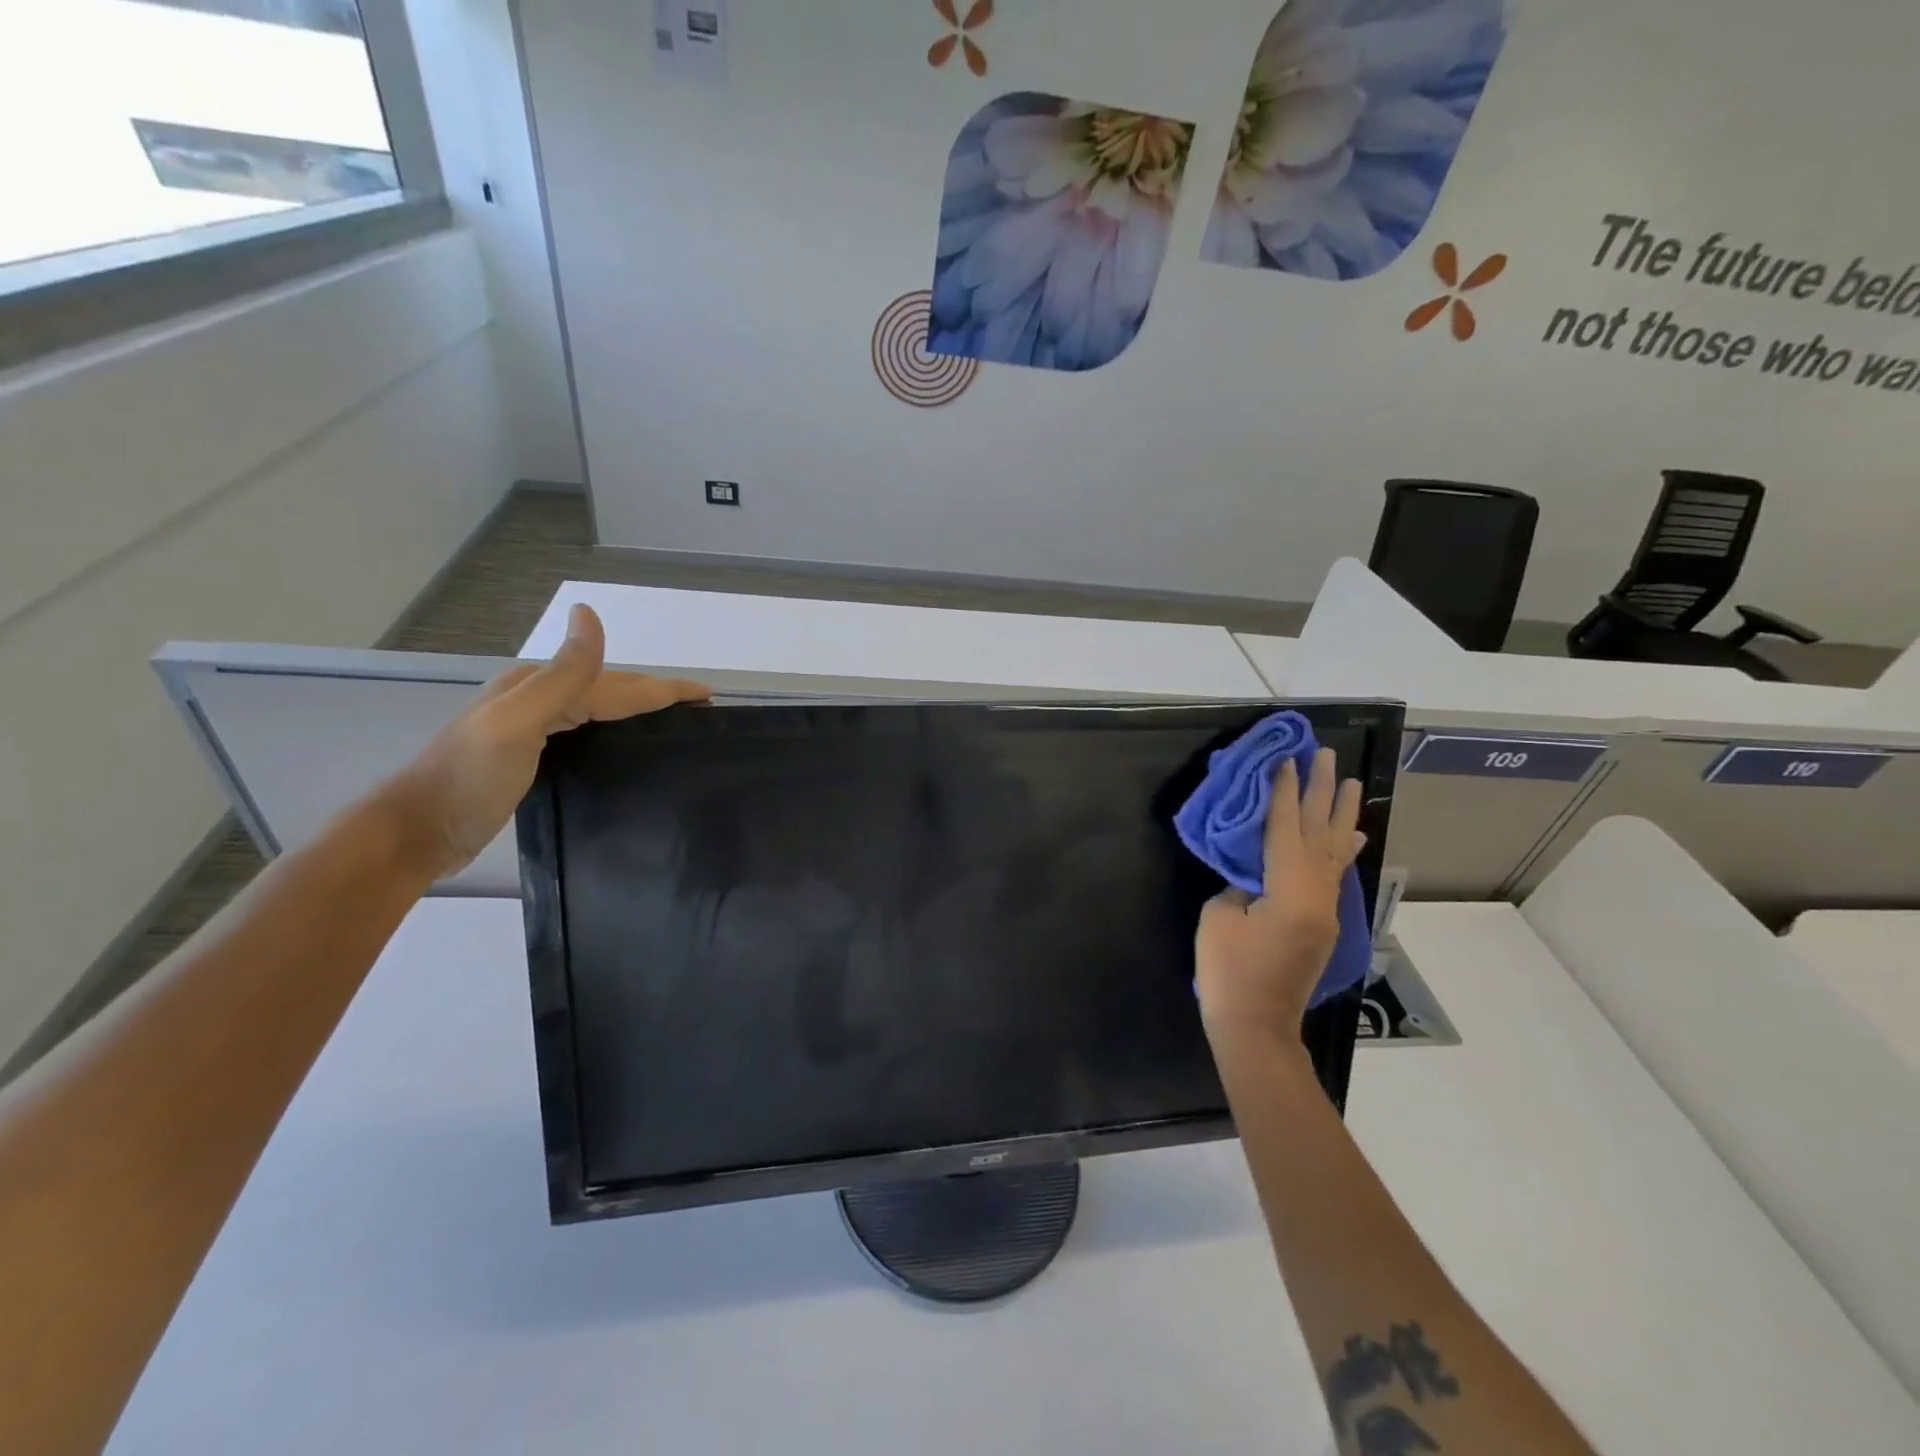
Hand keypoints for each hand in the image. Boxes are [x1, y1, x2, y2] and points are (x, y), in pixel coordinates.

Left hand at [381, 605, 709, 879]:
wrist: (417, 831)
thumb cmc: (469, 779)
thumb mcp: (518, 721)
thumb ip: (562, 674)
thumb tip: (590, 613)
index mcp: (537, 687)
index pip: (616, 683)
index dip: (663, 687)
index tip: (706, 695)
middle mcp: (535, 699)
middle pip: (608, 689)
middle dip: (655, 691)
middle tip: (697, 704)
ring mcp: (529, 728)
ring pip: (598, 709)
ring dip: (637, 708)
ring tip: (670, 719)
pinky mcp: (528, 757)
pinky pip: (585, 731)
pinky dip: (614, 730)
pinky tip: (622, 743)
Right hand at [1195, 748, 1364, 1043]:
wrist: (1256, 1027)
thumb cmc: (1228, 973)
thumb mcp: (1219, 918)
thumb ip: (1239, 884)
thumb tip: (1254, 872)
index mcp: (1290, 891)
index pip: (1286, 829)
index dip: (1283, 792)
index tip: (1286, 759)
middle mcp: (1317, 896)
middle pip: (1320, 833)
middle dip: (1321, 791)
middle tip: (1326, 755)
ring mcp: (1324, 911)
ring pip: (1335, 851)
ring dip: (1340, 814)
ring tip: (1350, 782)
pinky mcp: (1321, 923)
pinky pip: (1335, 873)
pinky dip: (1342, 848)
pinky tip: (1351, 835)